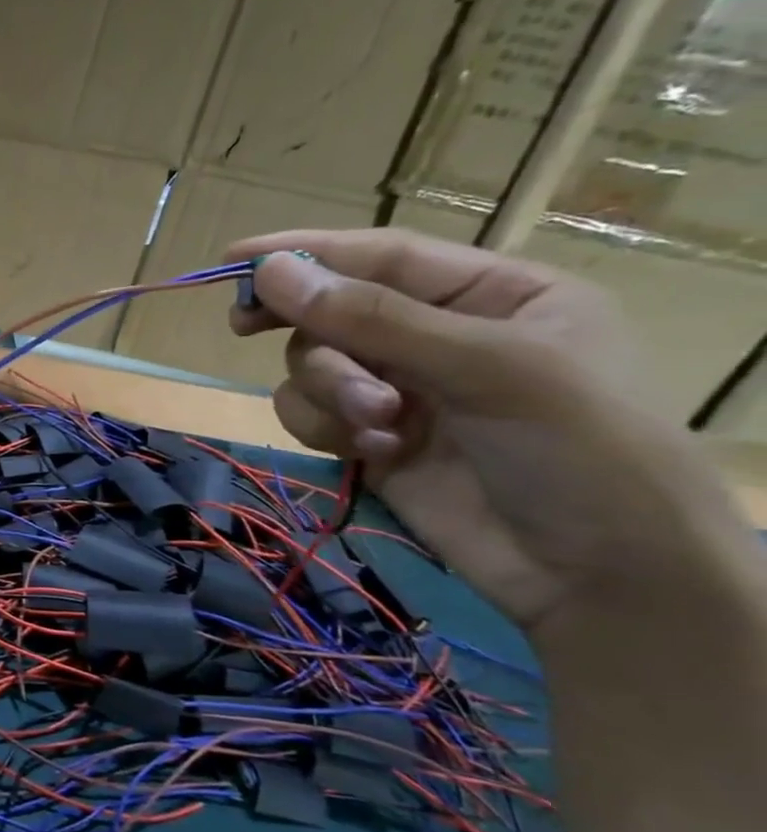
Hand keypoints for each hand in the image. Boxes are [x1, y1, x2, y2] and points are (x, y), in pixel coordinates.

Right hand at [226, 228, 744, 632]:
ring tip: (378, 425)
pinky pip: (312, 413)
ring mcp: (403, 390)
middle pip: (334, 311)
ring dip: (329, 391)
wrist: (597, 579)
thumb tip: (270, 272)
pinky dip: (326, 428)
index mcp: (493, 295)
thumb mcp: (487, 368)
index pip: (382, 256)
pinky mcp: (371, 437)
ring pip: (314, 365)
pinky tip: (373, 451)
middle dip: (311, 332)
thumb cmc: (578, 452)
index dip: (307, 253)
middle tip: (243, 324)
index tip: (234, 260)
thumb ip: (373, 317)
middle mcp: (440, 336)